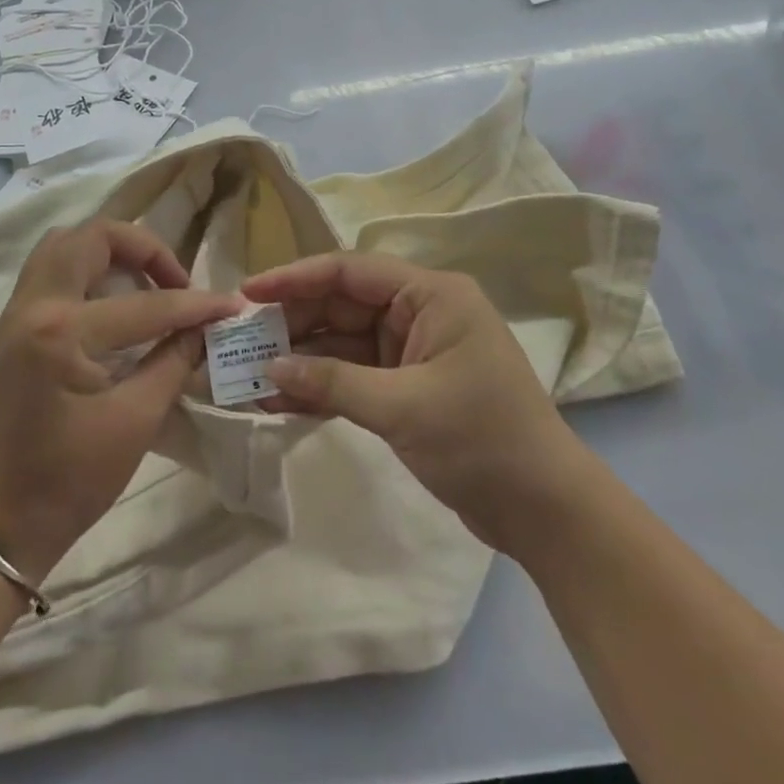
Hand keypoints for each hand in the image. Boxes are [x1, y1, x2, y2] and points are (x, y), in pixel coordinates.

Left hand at [0, 221, 239, 583]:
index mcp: (61, 332)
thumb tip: (206, 328)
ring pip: (63, 246)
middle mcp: (32, 307)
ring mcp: (14, 315)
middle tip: (174, 281)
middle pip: (90, 237)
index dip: (195, 305)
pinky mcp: (10, 329)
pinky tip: (114, 305)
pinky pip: (49, 272)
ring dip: (109, 253)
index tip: (229, 306)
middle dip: (142, 248)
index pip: (144, 303)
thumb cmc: (70, 480)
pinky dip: (86, 271)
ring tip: (145, 286)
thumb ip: (174, 361)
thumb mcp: (136, 420)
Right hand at [242, 253, 565, 551]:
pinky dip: (321, 388)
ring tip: (247, 375)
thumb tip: (269, 368)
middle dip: (292, 324)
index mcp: (431, 295)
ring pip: (342, 343)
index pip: (350, 271)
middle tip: (239, 341)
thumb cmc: (482, 440)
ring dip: (300, 361)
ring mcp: (412, 351)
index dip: (295, 278)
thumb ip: (332, 382)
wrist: (544, 511)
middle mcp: (420, 313)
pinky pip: (353, 376)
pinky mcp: (406, 387)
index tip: (248, 292)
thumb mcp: (403, 407)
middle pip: (341, 305)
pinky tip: (278, 401)